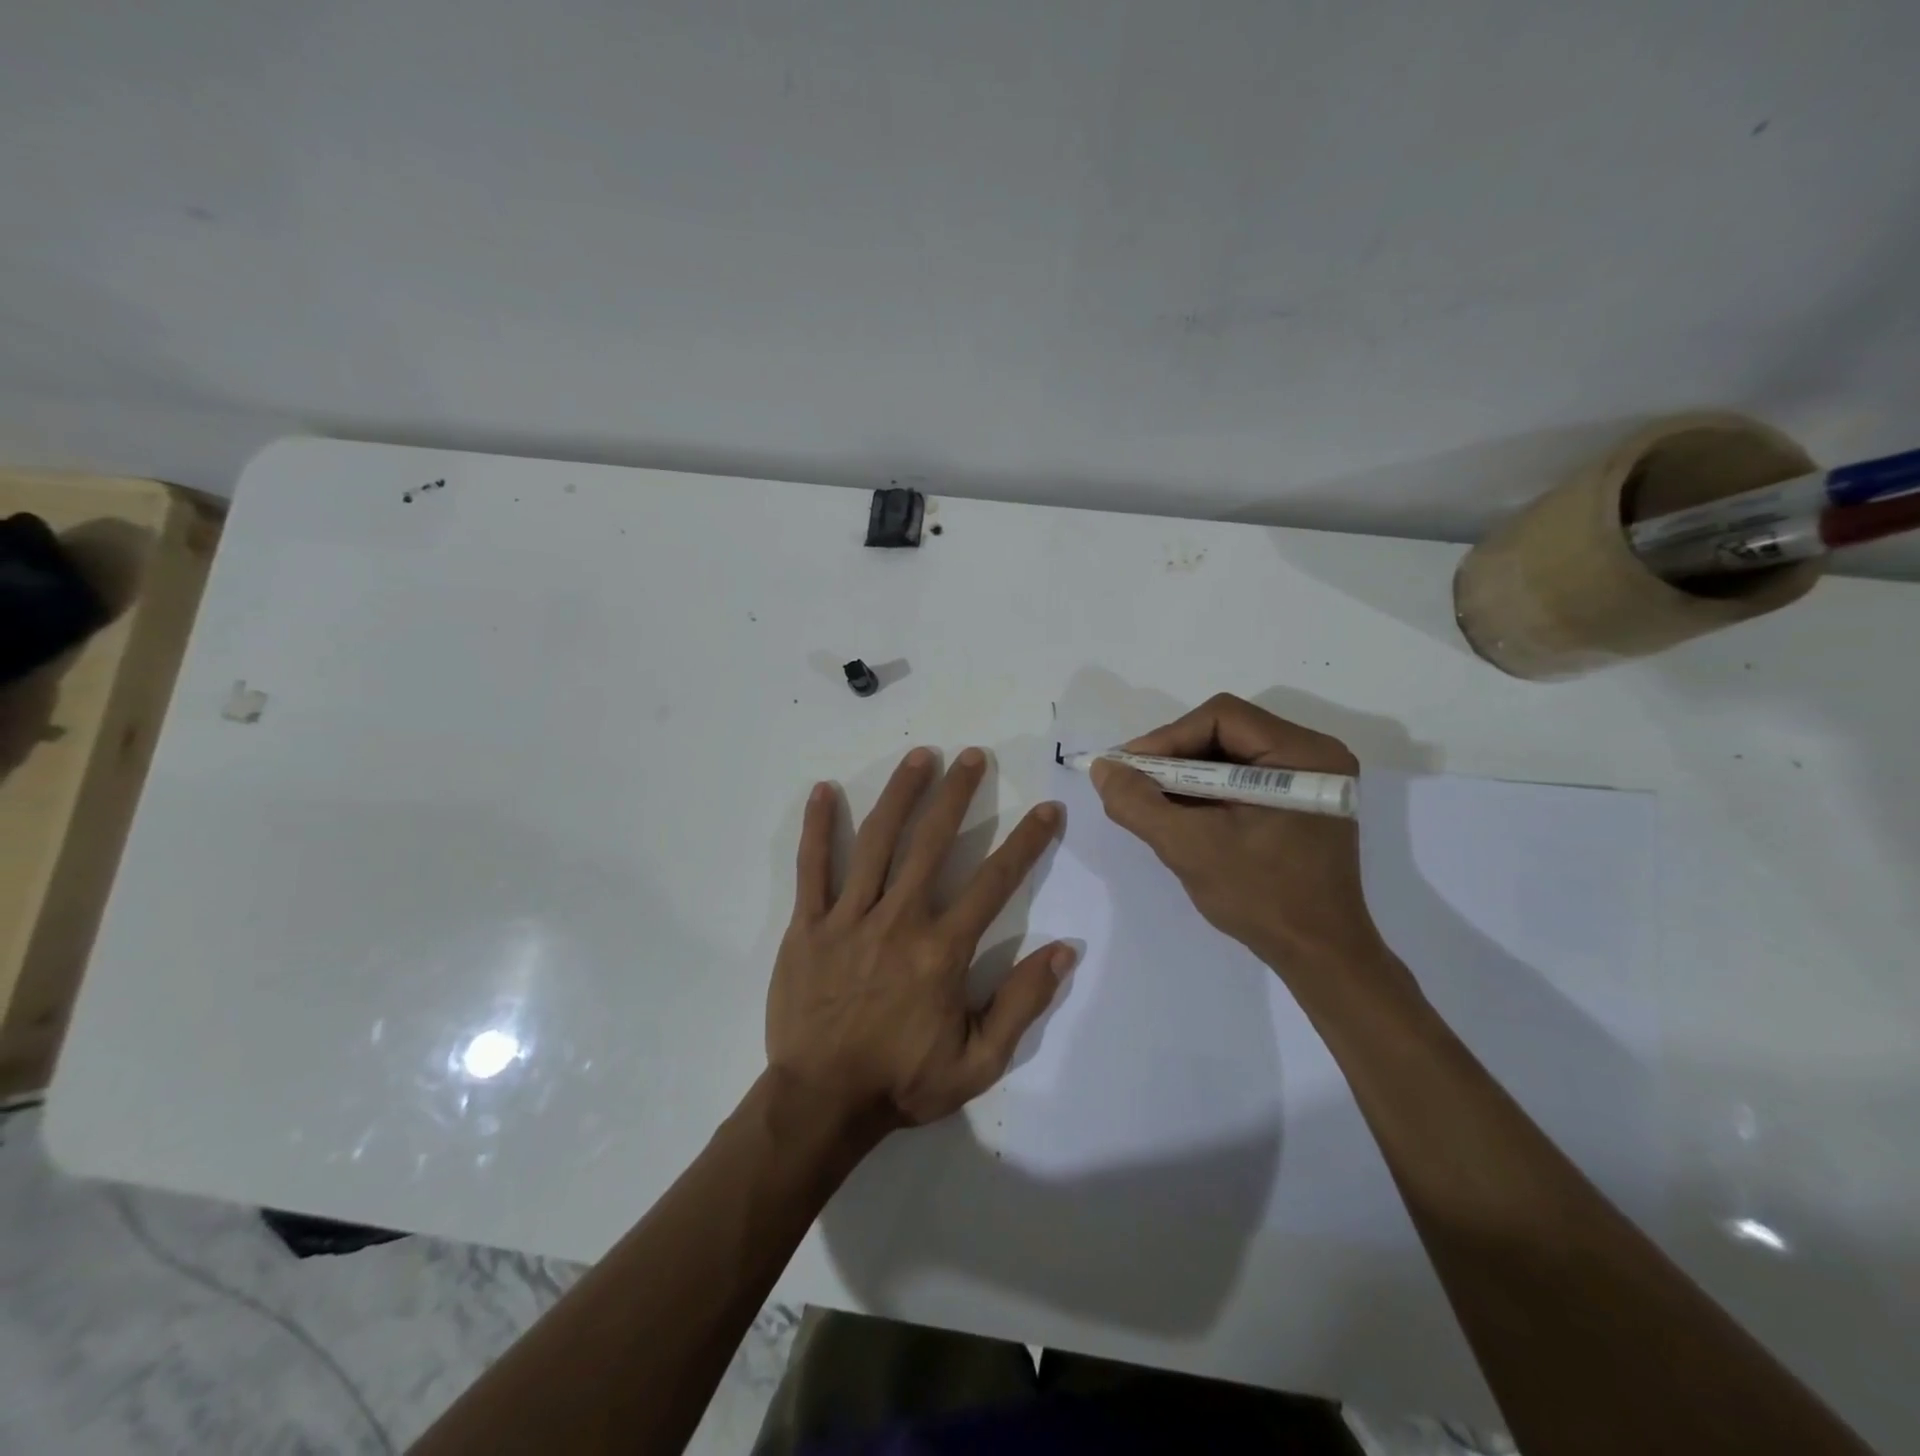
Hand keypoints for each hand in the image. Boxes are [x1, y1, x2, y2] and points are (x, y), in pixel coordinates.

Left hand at [767, 747, 1074, 1132]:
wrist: (821, 1103)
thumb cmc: (902, 1082)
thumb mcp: (979, 1061)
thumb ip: (1022, 1003)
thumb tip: (1064, 949)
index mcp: (942, 950)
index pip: (995, 881)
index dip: (1026, 842)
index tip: (1046, 809)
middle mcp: (899, 920)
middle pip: (932, 842)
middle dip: (957, 795)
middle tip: (973, 755)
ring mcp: (849, 917)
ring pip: (877, 842)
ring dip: (901, 794)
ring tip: (920, 756)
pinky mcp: (809, 925)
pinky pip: (813, 868)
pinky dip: (818, 827)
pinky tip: (824, 790)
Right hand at [1090, 694, 1387, 976]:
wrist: (1318, 955)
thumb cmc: (1261, 897)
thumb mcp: (1189, 847)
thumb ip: (1138, 803)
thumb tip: (1103, 767)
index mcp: (1301, 754)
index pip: (1221, 717)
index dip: (1167, 738)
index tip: (1129, 769)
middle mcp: (1312, 754)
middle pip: (1225, 732)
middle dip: (1173, 757)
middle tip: (1135, 783)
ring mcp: (1308, 779)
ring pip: (1229, 755)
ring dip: (1185, 775)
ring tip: (1151, 800)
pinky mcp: (1298, 802)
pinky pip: (1241, 779)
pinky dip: (1205, 791)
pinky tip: (1181, 814)